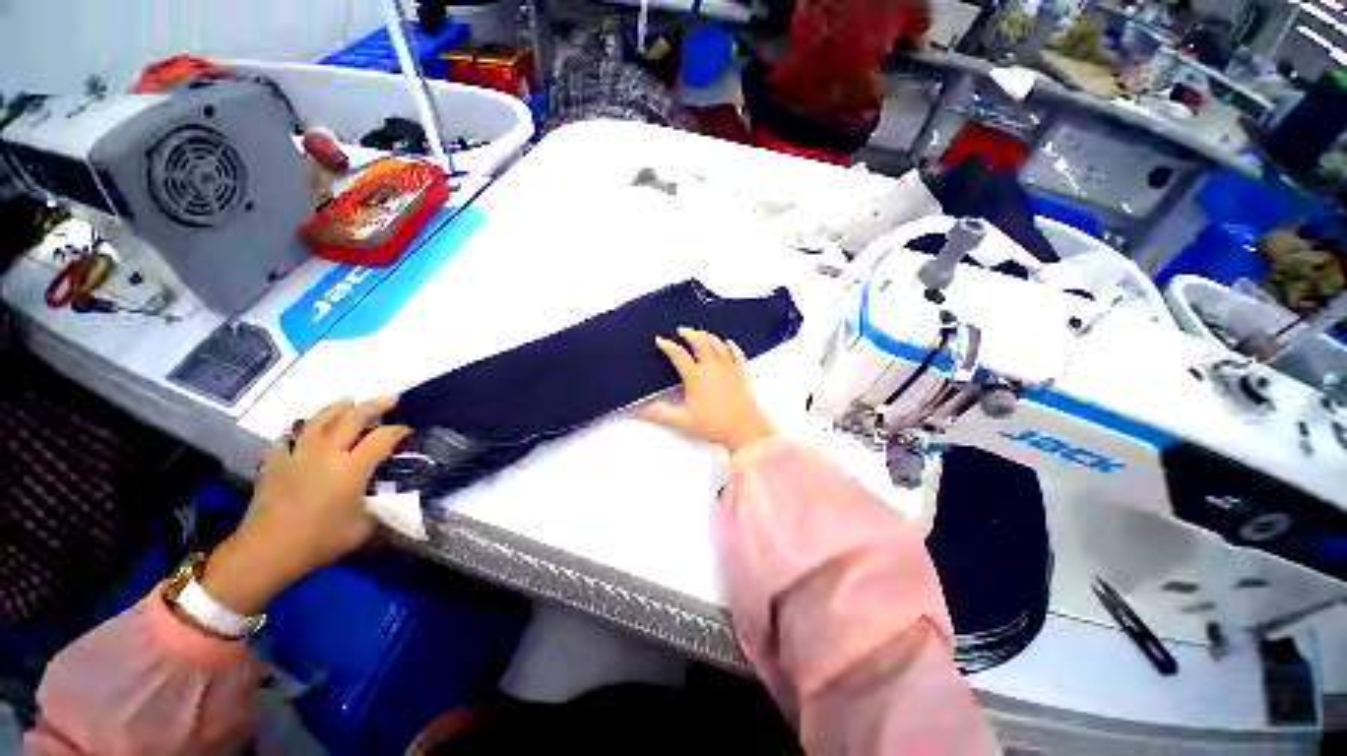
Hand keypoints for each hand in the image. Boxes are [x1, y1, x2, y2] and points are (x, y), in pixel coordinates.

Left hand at [199, 397, 411, 614]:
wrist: (267, 550)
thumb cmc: (320, 540)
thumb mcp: (364, 528)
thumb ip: (382, 508)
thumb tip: (392, 499)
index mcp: (353, 466)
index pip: (383, 438)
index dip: (399, 431)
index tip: (409, 431)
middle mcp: (327, 452)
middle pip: (353, 418)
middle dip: (375, 406)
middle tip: (390, 399)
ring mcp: (298, 454)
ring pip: (319, 420)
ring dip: (337, 407)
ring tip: (348, 400)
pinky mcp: (275, 462)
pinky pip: (289, 436)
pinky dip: (300, 428)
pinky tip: (303, 428)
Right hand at [639, 328, 776, 453]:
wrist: (743, 429)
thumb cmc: (714, 424)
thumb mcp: (683, 421)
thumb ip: (660, 414)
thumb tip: (638, 413)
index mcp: (696, 376)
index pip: (678, 355)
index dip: (668, 345)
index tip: (660, 340)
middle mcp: (712, 367)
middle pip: (699, 342)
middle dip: (689, 334)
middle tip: (682, 330)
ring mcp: (728, 368)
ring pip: (718, 345)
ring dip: (708, 336)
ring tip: (702, 333)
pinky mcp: (742, 373)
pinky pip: (737, 354)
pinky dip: (732, 346)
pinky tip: (729, 343)